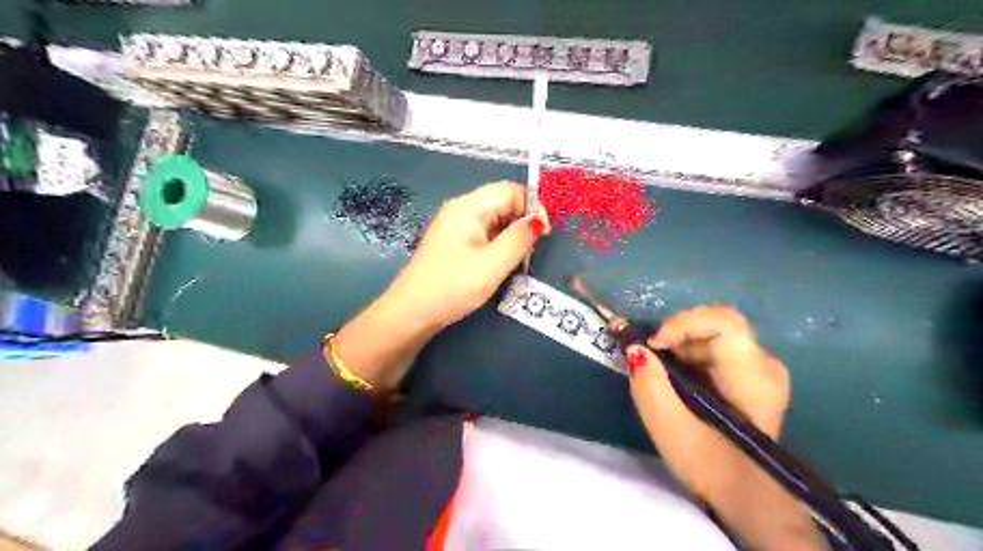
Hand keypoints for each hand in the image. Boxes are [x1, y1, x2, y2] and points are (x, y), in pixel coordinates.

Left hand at [387, 180, 549, 329]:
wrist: (412, 313)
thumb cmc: (453, 286)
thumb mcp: (493, 263)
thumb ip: (519, 238)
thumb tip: (539, 219)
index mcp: (468, 207)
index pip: (510, 190)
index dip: (532, 207)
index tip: (543, 234)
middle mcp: (461, 210)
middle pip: (502, 203)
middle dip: (522, 222)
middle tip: (531, 251)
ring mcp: (455, 227)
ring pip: (495, 221)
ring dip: (511, 236)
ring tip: (518, 260)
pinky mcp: (454, 244)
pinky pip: (484, 235)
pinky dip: (498, 245)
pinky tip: (501, 264)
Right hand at [626, 308, 822, 548]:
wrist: (750, 499)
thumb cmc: (711, 465)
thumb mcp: (669, 427)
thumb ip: (649, 383)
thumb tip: (634, 348)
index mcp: (752, 374)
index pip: (723, 321)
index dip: (682, 322)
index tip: (654, 344)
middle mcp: (764, 363)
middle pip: (715, 324)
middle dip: (676, 334)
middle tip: (649, 354)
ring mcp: (761, 369)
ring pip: (713, 335)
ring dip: (680, 346)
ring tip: (658, 369)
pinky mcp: (752, 376)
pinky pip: (716, 349)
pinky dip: (689, 356)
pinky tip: (676, 379)